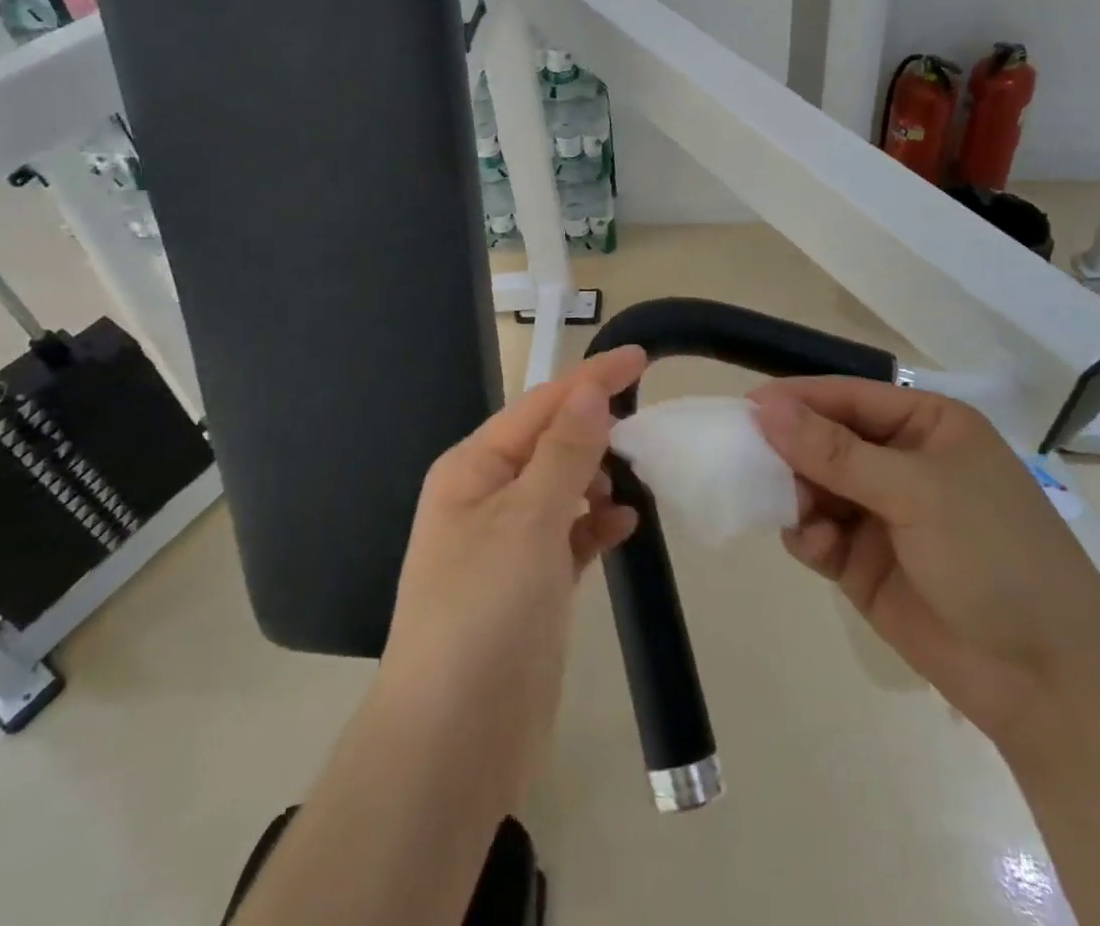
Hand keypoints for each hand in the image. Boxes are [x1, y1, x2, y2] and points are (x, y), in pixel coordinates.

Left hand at [377, 346, 646, 808]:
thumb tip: (590, 390)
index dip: (591, 379)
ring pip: (562, 489)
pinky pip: (569, 535)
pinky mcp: (530, 586)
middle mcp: (485, 497)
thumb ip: (564, 452)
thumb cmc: (484, 612)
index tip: (641, 358)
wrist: (453, 741)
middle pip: (549, 443)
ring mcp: (507, 544)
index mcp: (472, 468)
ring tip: (638, 474)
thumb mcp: (528, 520)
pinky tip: (625, 523)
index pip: (540, 405)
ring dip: (597, 476)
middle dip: (594, 429)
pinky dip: (596, 523)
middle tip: (646, 423)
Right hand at [751, 379, 1099, 745]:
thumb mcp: (917, 492)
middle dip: (791, 452)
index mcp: (926, 425)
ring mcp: (880, 512)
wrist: (1049, 683)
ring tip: (797, 513)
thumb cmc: (995, 558)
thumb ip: (835, 451)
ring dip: (796, 495)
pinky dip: (807, 535)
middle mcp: (899, 461)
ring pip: (811, 484)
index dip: (796, 400)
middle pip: (822, 439)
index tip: (744, 408)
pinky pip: (815, 531)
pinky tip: (818, 549)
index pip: (846, 397)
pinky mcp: (862, 560)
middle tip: (752, 464)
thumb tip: (763, 406)